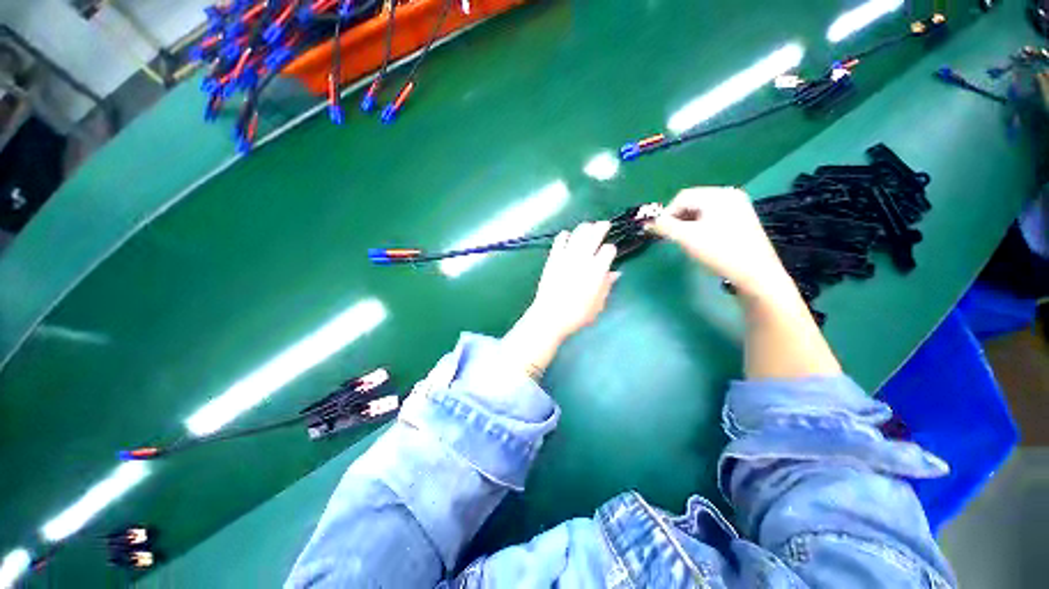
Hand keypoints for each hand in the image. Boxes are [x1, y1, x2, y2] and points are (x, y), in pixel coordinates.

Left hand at [502, 222, 620, 374]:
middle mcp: (582, 260)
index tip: (611, 251)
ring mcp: (566, 258)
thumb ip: (607, 286)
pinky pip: (559, 241)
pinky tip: (567, 235)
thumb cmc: (577, 315)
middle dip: (601, 228)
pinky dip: (564, 236)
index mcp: (597, 271)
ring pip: (577, 234)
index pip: (608, 250)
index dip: (611, 249)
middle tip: (605, 224)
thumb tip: (615, 273)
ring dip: (585, 228)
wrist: (550, 316)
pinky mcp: (553, 259)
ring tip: (589, 226)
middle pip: (594, 235)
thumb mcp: (598, 304)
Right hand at [650, 187, 791, 297]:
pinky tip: (702, 242)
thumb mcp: (686, 237)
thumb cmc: (719, 252)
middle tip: (672, 237)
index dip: (667, 213)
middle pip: (693, 202)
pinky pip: (713, 218)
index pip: (682, 197)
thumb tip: (647, 222)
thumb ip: (664, 226)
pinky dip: (701, 227)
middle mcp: (730, 195)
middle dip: (678, 219)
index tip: (660, 232)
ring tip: (685, 241)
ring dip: (688, 224)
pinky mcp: (742, 221)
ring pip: (702, 211)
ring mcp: (739, 208)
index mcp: (719, 195)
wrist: (755, 274)